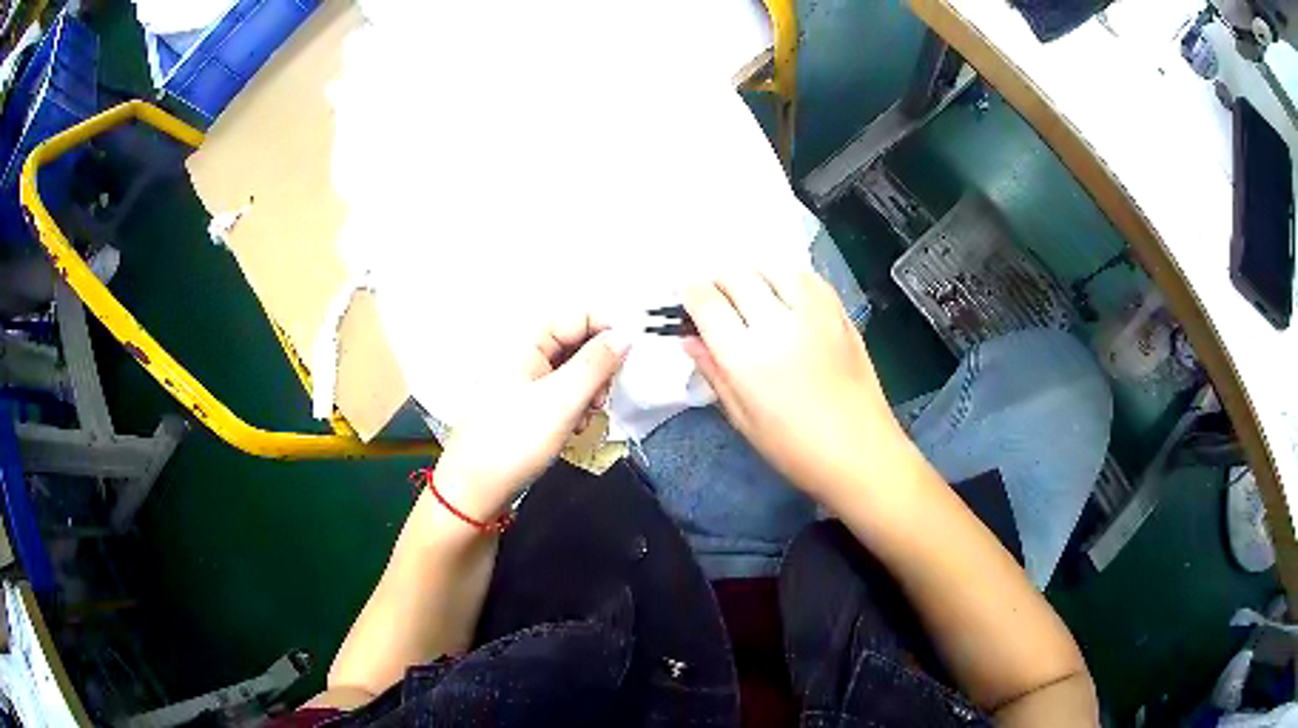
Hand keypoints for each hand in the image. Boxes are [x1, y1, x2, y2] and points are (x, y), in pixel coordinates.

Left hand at [431, 313, 629, 521]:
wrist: (474, 490)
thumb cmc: (514, 441)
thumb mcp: (562, 401)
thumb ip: (597, 363)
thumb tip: (626, 334)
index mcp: (526, 341)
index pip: (578, 315)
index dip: (607, 331)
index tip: (629, 359)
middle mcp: (524, 353)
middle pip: (576, 341)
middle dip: (598, 367)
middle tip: (603, 398)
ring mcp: (522, 379)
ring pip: (571, 370)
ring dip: (588, 390)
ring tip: (586, 418)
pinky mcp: (524, 404)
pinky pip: (560, 392)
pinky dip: (574, 406)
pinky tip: (574, 428)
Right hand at [683, 270, 907, 499]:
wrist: (861, 453)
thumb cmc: (795, 449)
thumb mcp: (742, 419)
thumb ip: (714, 372)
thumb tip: (689, 340)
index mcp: (747, 358)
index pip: (707, 303)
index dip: (689, 292)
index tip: (685, 293)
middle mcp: (779, 325)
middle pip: (737, 276)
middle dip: (718, 281)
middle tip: (716, 298)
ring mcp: (815, 314)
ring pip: (773, 268)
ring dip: (753, 274)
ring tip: (750, 292)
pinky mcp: (840, 314)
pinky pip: (808, 278)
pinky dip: (788, 278)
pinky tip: (786, 296)